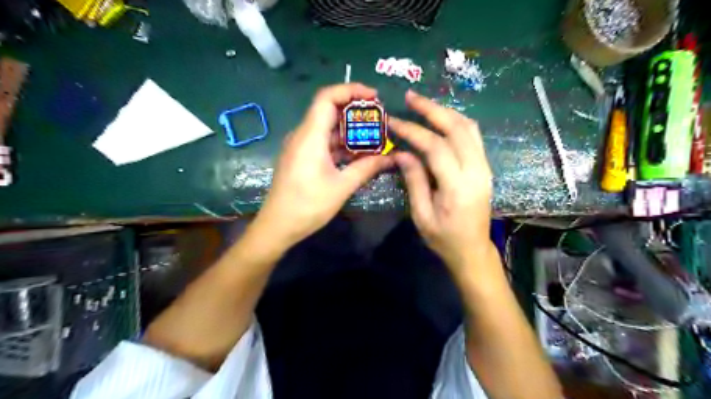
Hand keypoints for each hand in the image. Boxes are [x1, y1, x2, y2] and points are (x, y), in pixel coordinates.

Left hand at [250, 82, 393, 245]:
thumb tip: (392, 158)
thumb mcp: (342, 186)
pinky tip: (357, 154)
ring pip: (326, 128)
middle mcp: (302, 135)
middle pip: (328, 110)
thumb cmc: (308, 205)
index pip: (327, 97)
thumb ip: (367, 167)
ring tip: (374, 137)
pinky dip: (340, 144)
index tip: (374, 98)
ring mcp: (300, 146)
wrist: (278, 226)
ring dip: (349, 130)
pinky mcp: (301, 157)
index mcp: (310, 136)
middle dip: (355, 111)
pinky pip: (322, 142)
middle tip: (379, 119)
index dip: (351, 90)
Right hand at [389, 91, 495, 273]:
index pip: (435, 147)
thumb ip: (414, 181)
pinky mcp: (485, 168)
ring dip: (446, 112)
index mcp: (457, 186)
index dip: (413, 131)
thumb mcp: (421, 215)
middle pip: (456, 128)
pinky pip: (473, 136)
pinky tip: (441, 120)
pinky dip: (456, 122)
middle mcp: (476, 171)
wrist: (473, 250)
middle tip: (410, 97)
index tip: (393, 121)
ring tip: (424, 105)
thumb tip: (402, 153)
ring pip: (469, 128)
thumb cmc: (444, 238)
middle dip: (432, 109)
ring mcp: (484, 167)